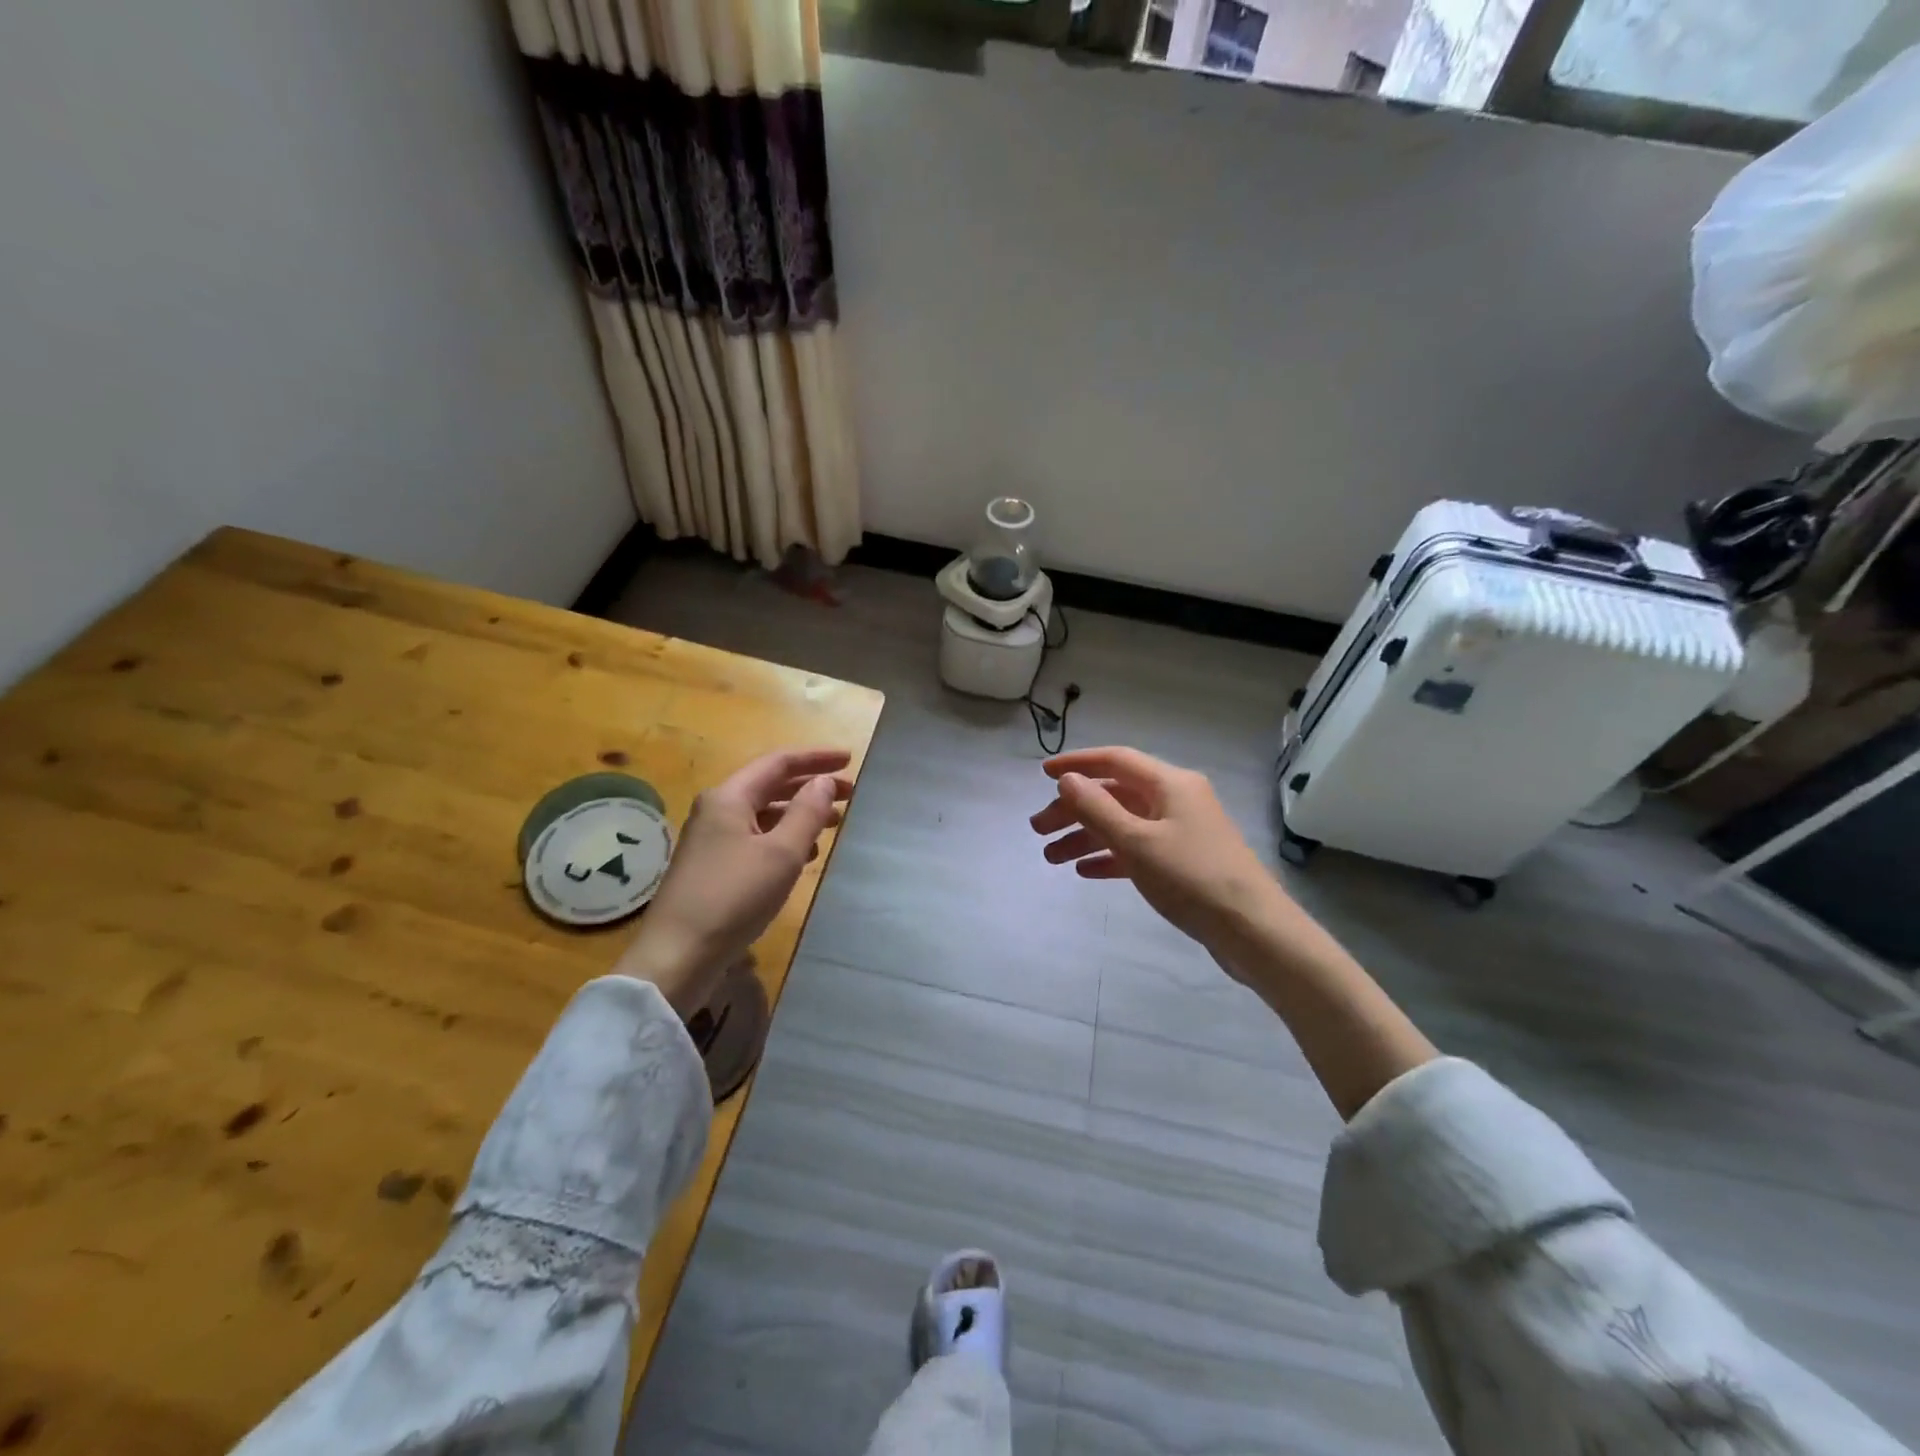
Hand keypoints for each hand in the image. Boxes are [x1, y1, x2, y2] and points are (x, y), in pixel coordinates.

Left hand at [618, 748, 852, 1012]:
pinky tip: (805, 855)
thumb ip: (807, 812)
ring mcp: (712, 839)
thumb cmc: (733, 897)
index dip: (816, 759)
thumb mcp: (781, 853)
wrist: (678, 955)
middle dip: (811, 787)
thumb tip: (824, 782)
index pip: (778, 763)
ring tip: (833, 823)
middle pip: (771, 787)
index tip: (849, 760)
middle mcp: (717, 811)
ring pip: (764, 815)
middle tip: (849, 795)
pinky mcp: (713, 867)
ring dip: (799, 814)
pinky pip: (755, 839)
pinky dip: (783, 838)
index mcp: (729, 797)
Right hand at [1029, 746, 1285, 956]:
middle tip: (1038, 829)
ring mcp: (1182, 831)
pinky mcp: (1184, 861)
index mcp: (1170, 784)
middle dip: (1074, 809)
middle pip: (1115, 794)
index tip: (1042, 773)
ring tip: (1050, 858)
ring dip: (1086, 836)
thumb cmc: (1192, 878)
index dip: (1077, 763)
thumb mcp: (1136, 842)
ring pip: (1123, 824)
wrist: (1253, 930)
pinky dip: (1110, 856)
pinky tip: (1085, 872)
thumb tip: (1068, 779)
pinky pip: (1138, 849)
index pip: (1115, 760)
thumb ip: (1097, 808)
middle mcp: (1176, 799)